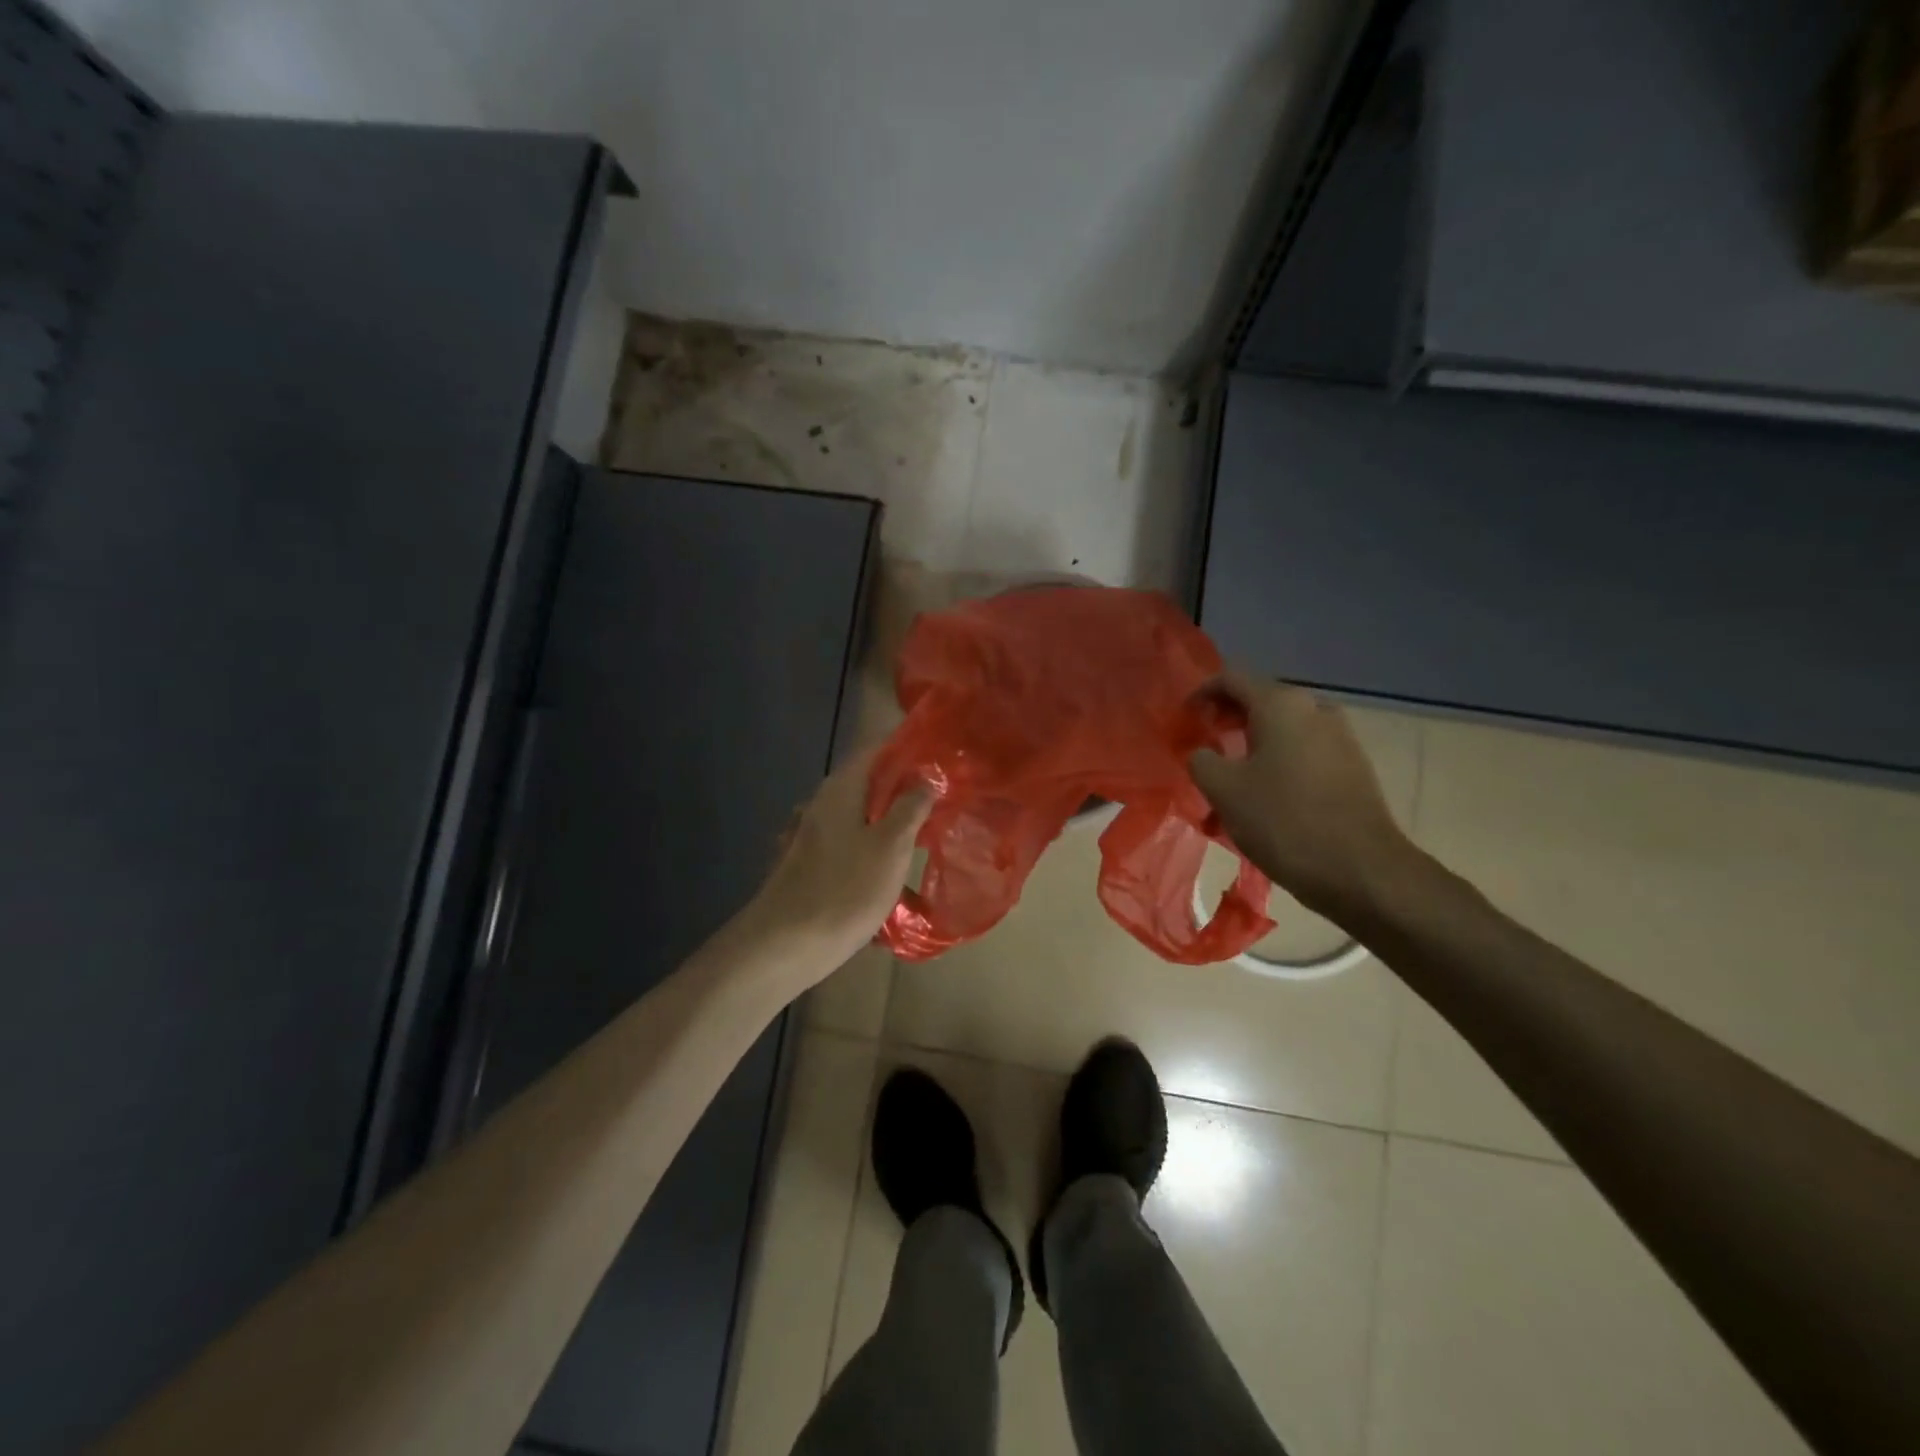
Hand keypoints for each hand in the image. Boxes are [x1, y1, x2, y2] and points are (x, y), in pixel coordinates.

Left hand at [742, 746, 931, 977]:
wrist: (788, 943)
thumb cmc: (846, 888)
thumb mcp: (891, 845)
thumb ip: (911, 806)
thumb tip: (927, 775)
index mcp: (842, 788)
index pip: (876, 748)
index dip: (908, 747)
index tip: (940, 755)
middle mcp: (824, 802)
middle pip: (870, 781)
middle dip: (906, 785)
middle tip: (944, 795)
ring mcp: (816, 833)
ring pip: (863, 813)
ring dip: (893, 817)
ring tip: (928, 830)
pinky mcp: (815, 862)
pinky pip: (854, 841)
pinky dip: (877, 844)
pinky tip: (896, 865)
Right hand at [1188, 670, 1415, 919]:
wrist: (1361, 871)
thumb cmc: (1284, 821)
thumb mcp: (1223, 790)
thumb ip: (1201, 760)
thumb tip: (1202, 752)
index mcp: (1281, 705)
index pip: (1231, 678)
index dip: (1201, 693)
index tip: (1183, 720)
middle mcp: (1315, 709)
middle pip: (1259, 702)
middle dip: (1226, 722)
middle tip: (1202, 748)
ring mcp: (1340, 738)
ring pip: (1282, 732)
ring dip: (1250, 748)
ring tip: (1228, 784)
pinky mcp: (1352, 768)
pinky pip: (1303, 754)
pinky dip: (1276, 766)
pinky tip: (1262, 802)